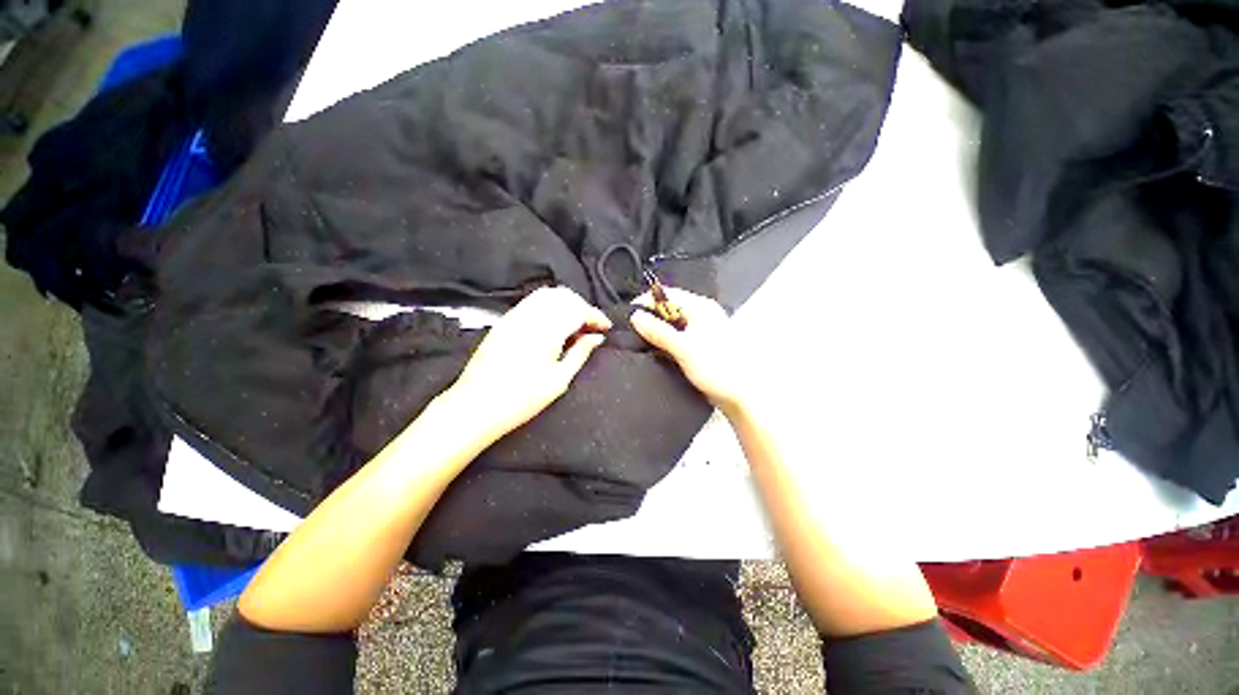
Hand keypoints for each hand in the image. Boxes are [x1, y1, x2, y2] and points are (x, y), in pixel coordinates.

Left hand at [443, 286, 610, 443]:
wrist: (476, 406)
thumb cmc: (521, 400)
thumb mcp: (559, 380)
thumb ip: (580, 353)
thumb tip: (597, 337)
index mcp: (546, 331)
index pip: (578, 309)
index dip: (595, 316)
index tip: (605, 327)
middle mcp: (529, 316)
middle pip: (563, 296)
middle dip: (582, 306)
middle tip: (591, 326)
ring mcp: (513, 316)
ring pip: (547, 294)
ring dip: (566, 304)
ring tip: (574, 324)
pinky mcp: (503, 321)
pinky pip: (532, 302)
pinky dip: (549, 306)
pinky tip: (553, 324)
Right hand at [630, 287, 747, 412]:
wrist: (740, 396)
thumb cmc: (718, 368)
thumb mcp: (683, 348)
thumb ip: (658, 331)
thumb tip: (636, 317)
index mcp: (702, 308)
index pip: (668, 295)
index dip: (647, 302)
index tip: (628, 314)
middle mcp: (702, 315)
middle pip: (669, 309)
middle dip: (650, 318)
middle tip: (632, 330)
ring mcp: (701, 331)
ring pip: (672, 325)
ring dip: (657, 332)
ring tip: (640, 341)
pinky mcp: (700, 347)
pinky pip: (677, 338)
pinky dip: (665, 343)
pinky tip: (655, 351)